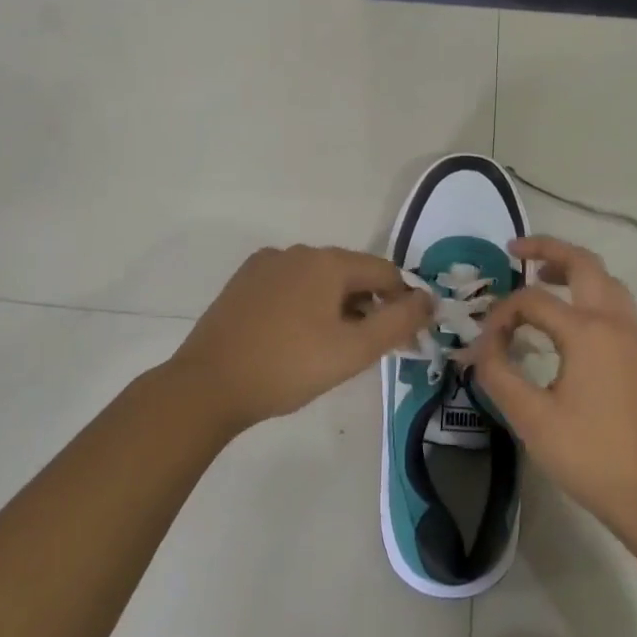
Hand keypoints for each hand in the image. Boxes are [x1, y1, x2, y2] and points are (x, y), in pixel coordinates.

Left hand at [168, 245, 432, 434]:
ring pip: (318, 279)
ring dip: (335, 306)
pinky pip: (289, 285)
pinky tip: (294, 338)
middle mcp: (298, 251)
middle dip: (367, 306)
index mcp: (328, 262)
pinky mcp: (243, 281)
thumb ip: (399, 322)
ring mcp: (266, 264)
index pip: (384, 272)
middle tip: (364, 349)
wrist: (208, 385)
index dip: (401, 302)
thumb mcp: (354, 351)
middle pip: (351, 273)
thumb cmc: (288, 367)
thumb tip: (428, 298)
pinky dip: (303, 305)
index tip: (402, 338)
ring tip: (328, 348)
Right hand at [465, 236, 636, 532]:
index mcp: (587, 331)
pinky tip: (570, 317)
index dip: (501, 315)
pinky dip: (590, 292)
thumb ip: (498, 373)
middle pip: (583, 263)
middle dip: (548, 249)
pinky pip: (616, 303)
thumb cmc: (589, 455)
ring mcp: (636, 335)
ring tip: (541, 277)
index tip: (485, 343)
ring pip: (605, 280)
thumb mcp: (531, 417)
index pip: (532, 300)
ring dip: (573, 268)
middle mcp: (616, 321)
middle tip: (515, 250)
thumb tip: (480, 346)